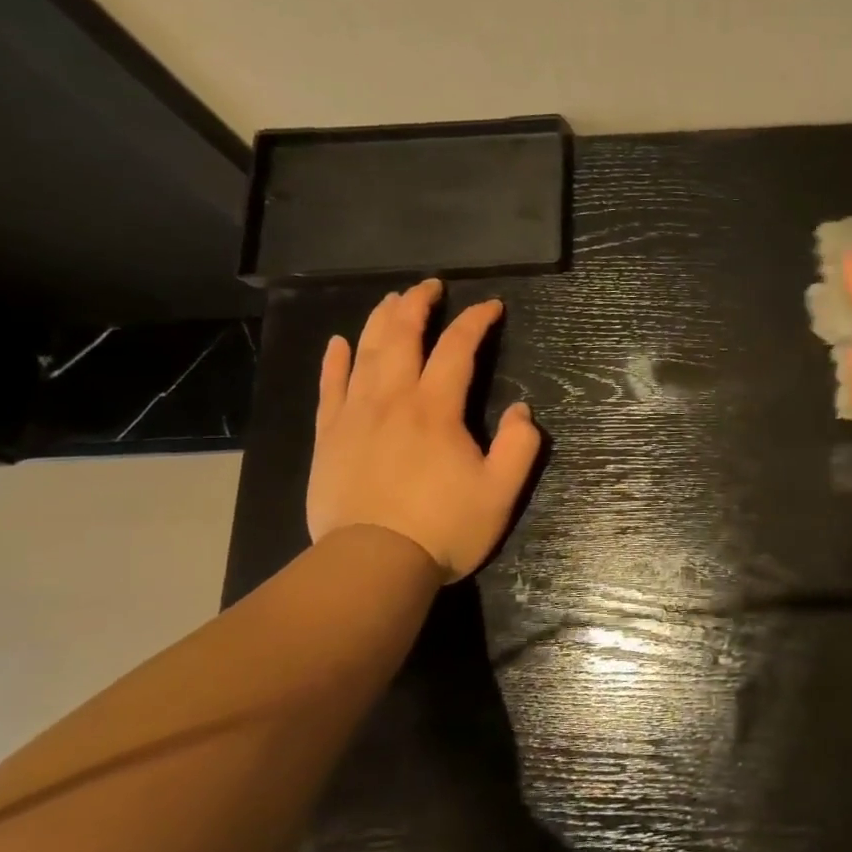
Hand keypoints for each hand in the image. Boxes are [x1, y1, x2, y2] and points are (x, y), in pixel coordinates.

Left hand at [307, 280, 542, 580]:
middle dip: (419, 305)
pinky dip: (335, 361)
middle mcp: (393, 399)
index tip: (490, 307)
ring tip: (393, 300)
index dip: (475, 321)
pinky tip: (339, 343)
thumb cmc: (443, 528)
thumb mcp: (501, 492)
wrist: (372, 564)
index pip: (457, 348)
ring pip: (365, 353)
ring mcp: (355, 415)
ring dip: (380, 320)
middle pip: (403, 337)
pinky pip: (330, 387)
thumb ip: (520, 446)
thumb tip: (522, 410)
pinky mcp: (329, 437)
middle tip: (431, 287)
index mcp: (436, 409)